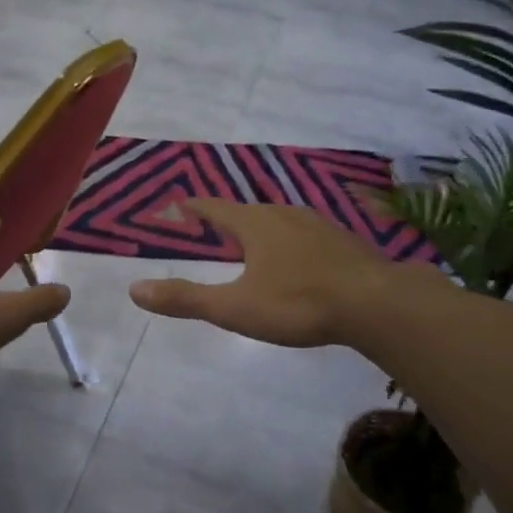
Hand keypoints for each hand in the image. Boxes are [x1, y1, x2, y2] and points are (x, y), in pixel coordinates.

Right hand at [129, 200, 426, 348]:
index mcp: (254, 224)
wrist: (378, 304)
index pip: (214, 208)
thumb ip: (186, 299)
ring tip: (253, 243)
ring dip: (261, 229)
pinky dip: (291, 242)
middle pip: (247, 212)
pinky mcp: (343, 242)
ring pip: (280, 221)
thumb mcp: (234, 307)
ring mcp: (318, 225)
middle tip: (214, 229)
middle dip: (228, 220)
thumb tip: (134, 289)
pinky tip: (299, 260)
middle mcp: (283, 214)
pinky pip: (306, 235)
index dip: (194, 207)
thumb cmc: (298, 303)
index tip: (180, 204)